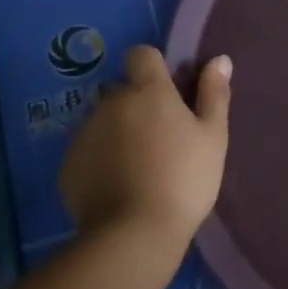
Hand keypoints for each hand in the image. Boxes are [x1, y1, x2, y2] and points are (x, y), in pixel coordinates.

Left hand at [58, 46, 231, 249]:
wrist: (135, 233)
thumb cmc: (185, 179)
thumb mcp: (213, 137)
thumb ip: (214, 94)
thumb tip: (219, 59)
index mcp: (147, 91)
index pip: (141, 55)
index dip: (154, 68)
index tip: (170, 93)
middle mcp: (110, 103)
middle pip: (122, 90)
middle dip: (138, 105)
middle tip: (162, 139)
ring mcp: (84, 133)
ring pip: (103, 121)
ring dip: (119, 132)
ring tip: (140, 168)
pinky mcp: (68, 165)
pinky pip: (88, 150)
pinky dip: (101, 160)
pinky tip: (120, 186)